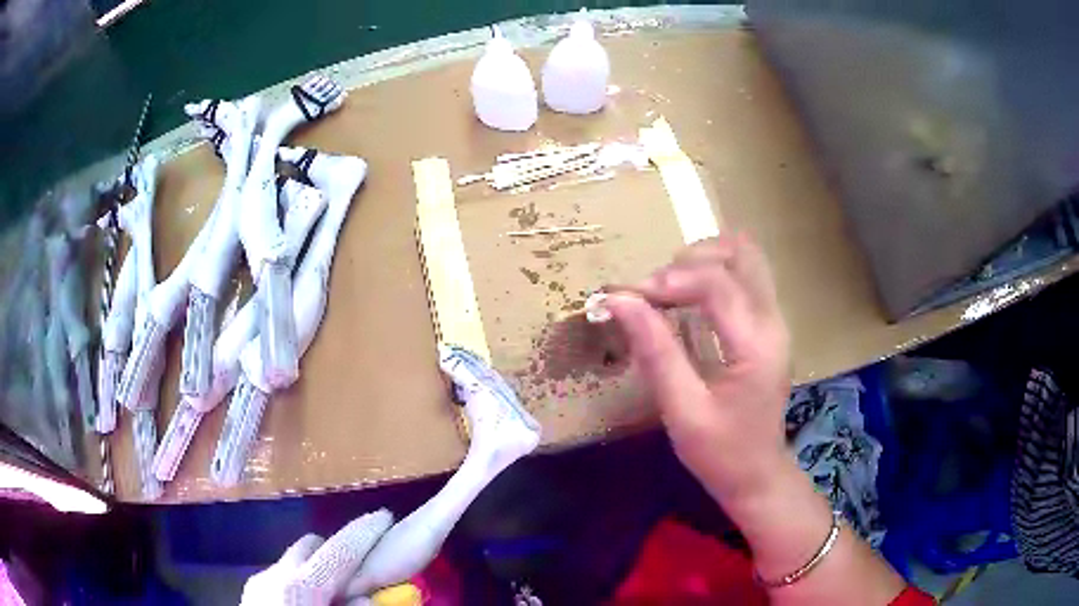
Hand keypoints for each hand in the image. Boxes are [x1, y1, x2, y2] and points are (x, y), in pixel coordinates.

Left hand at [240, 510, 392, 605]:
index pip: (338, 550)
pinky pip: (281, 576)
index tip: (385, 516)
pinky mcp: (251, 592)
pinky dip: (300, 582)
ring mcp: (259, 582)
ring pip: (295, 561)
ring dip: (318, 569)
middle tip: (359, 572)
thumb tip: (368, 599)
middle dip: (337, 551)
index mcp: (301, 587)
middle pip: (311, 545)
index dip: (364, 532)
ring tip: (333, 596)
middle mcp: (276, 575)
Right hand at [603, 233, 791, 507]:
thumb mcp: (683, 410)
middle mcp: (773, 321)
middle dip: (693, 257)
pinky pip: (744, 277)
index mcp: (756, 344)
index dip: (669, 280)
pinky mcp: (767, 326)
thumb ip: (655, 352)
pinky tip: (687, 299)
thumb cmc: (721, 453)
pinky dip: (713, 274)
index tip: (629, 297)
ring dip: (704, 261)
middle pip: (742, 252)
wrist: (758, 476)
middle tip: (656, 288)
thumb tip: (620, 301)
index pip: (717, 283)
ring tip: (668, 289)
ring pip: (746, 258)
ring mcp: (774, 321)